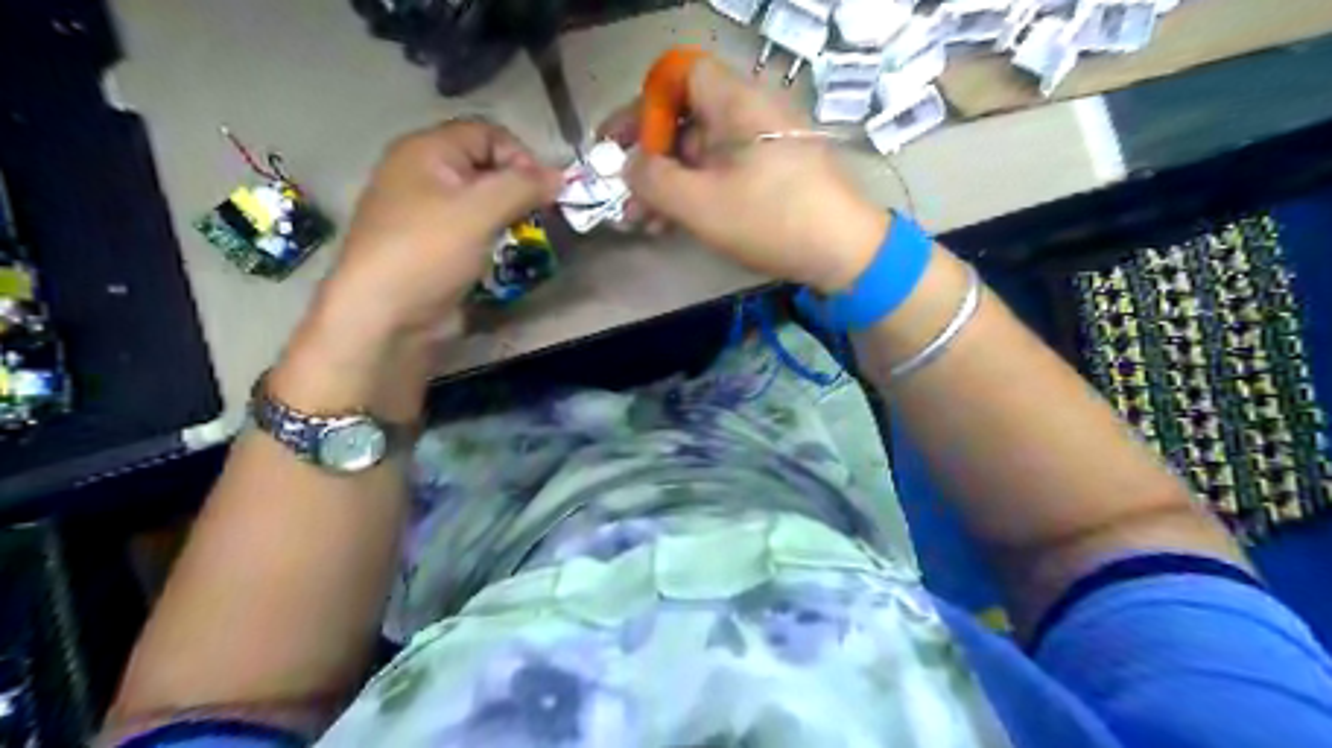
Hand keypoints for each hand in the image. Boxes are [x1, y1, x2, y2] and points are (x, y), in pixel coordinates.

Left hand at [326, 118, 566, 337]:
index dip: (520, 156)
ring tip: (522, 238)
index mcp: (425, 151)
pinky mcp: (432, 248)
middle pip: (484, 166)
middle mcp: (422, 175)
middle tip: (537, 218)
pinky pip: (471, 230)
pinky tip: (501, 256)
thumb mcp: (480, 210)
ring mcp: (425, 214)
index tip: (543, 192)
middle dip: (517, 189)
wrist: (385, 318)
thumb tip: (560, 176)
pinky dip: (492, 238)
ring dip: (508, 217)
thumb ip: (524, 186)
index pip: (486, 133)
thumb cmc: (428, 252)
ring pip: (480, 202)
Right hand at [609, 58, 886, 290]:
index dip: (644, 106)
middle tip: (625, 196)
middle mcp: (749, 114)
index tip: (619, 144)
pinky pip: (722, 172)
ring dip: (668, 183)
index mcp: (736, 102)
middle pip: (686, 119)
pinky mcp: (771, 174)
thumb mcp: (700, 203)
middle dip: (649, 158)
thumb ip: (653, 179)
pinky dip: (695, 193)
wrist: (844, 252)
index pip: (679, 76)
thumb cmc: (770, 219)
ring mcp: (762, 146)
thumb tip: (629, 165)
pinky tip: (673, 225)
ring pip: (701, 152)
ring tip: (643, 222)